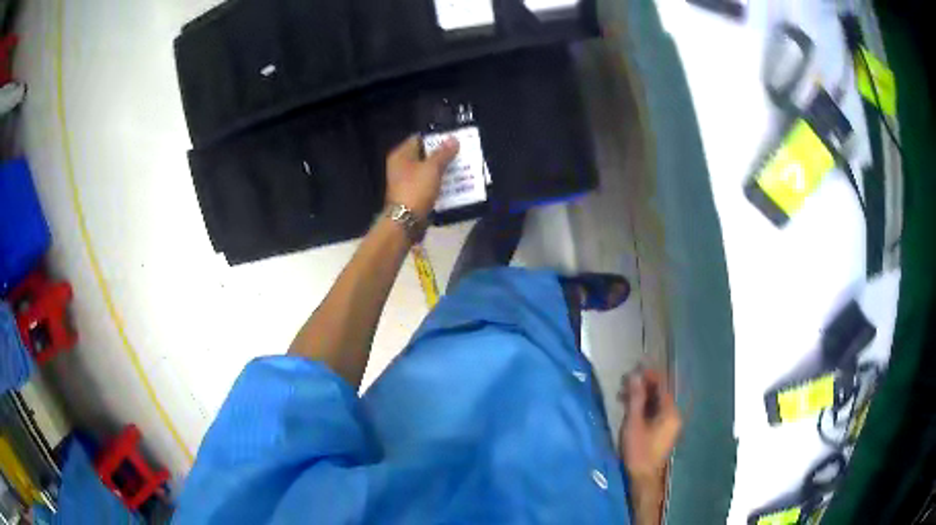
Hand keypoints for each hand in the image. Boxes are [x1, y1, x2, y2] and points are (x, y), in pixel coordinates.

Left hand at [385, 135, 459, 219]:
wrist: (406, 222)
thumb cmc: (416, 190)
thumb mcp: (432, 168)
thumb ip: (443, 153)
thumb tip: (453, 139)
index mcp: (401, 155)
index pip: (419, 138)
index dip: (436, 137)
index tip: (453, 138)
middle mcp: (401, 166)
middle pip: (424, 154)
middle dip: (442, 154)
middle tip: (461, 152)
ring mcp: (406, 181)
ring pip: (428, 170)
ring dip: (443, 169)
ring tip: (462, 166)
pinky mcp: (413, 194)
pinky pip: (428, 184)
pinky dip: (439, 183)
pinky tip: (454, 183)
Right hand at [618, 368, 681, 488]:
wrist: (642, 478)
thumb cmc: (638, 450)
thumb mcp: (633, 423)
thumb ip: (635, 398)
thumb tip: (635, 375)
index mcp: (670, 411)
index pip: (661, 385)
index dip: (649, 374)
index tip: (635, 365)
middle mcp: (673, 415)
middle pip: (659, 394)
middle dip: (642, 385)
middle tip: (624, 381)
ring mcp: (669, 424)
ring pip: (656, 404)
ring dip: (640, 397)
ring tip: (621, 395)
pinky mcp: (662, 432)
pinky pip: (654, 413)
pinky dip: (643, 408)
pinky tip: (629, 409)